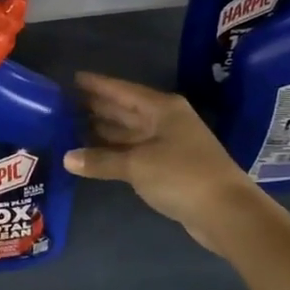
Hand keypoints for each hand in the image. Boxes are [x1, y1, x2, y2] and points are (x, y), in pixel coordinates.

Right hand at [63, 72, 262, 255]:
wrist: (225, 211)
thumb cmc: (181, 175)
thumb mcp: (137, 165)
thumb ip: (101, 160)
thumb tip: (67, 158)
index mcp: (161, 109)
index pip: (122, 91)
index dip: (98, 85)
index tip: (73, 78)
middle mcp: (165, 121)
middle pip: (125, 110)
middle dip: (97, 107)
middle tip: (65, 104)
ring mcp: (169, 145)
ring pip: (129, 132)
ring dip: (104, 131)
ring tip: (72, 128)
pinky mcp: (169, 168)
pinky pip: (134, 153)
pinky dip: (114, 152)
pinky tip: (94, 155)